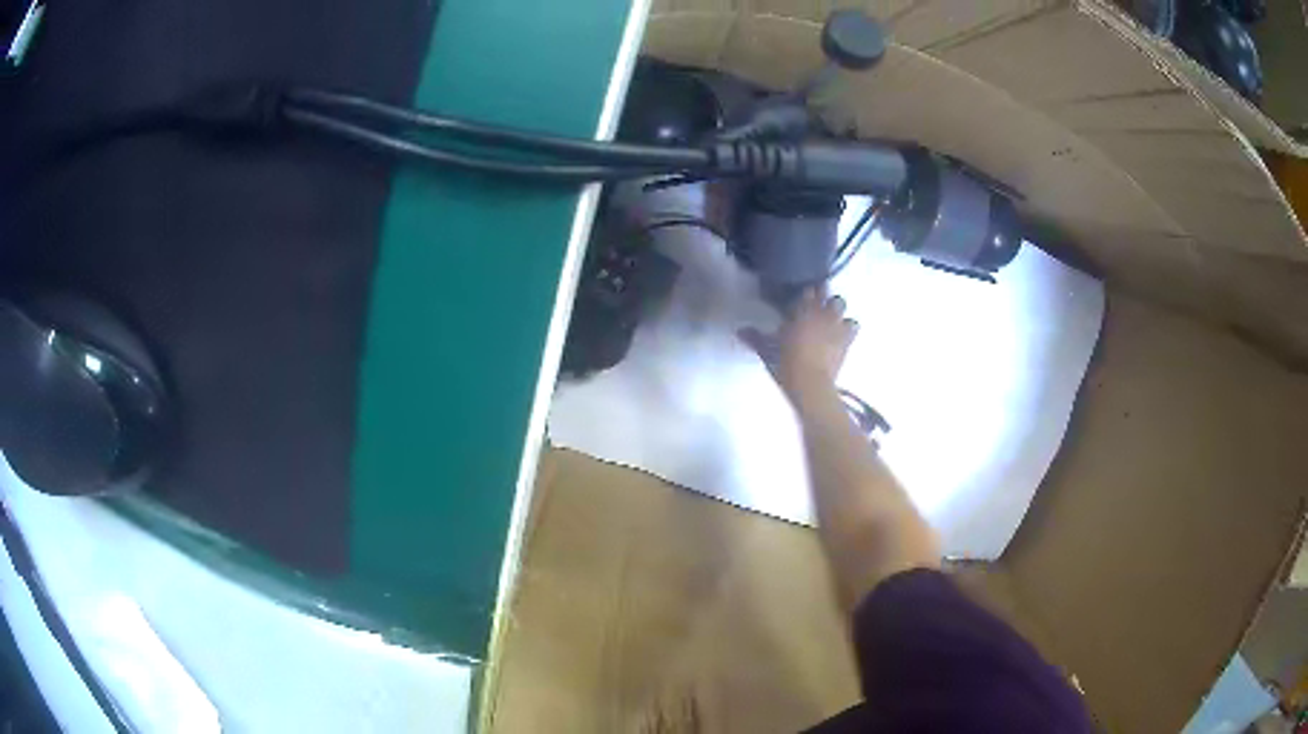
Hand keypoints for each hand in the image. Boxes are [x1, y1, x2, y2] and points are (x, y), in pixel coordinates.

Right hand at [740, 289, 858, 402]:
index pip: (806, 291)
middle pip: (826, 292)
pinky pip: (853, 324)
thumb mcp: (768, 350)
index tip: (801, 297)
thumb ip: (756, 338)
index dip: (805, 293)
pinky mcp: (847, 339)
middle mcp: (821, 312)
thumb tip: (739, 330)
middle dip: (822, 295)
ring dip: (836, 309)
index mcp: (801, 311)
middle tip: (815, 304)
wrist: (811, 384)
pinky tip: (842, 332)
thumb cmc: (786, 365)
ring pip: (841, 303)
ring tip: (830, 317)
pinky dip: (848, 326)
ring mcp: (836, 324)